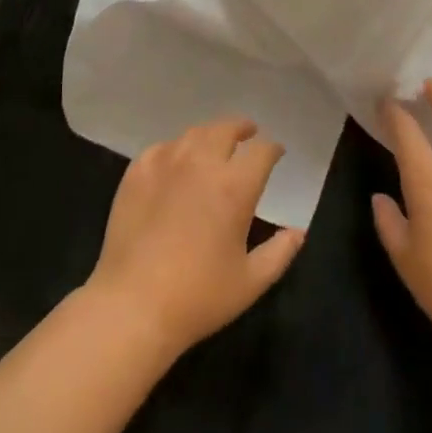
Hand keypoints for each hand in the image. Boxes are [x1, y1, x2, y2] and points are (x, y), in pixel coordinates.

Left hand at [84, 119, 304, 361]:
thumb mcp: (251, 282)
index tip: (276, 153)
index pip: (261, 152)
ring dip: (210, 134)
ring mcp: (165, 164)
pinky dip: (176, 149)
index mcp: (234, 187)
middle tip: (248, 132)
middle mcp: (201, 164)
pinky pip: (161, 148)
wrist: (133, 304)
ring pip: (193, 134)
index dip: (272, 149)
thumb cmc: (199, 297)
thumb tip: (298, 232)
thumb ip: (280, 252)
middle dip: (241, 128)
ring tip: (215, 143)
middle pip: (225, 129)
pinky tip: (176, 160)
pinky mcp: (136, 173)